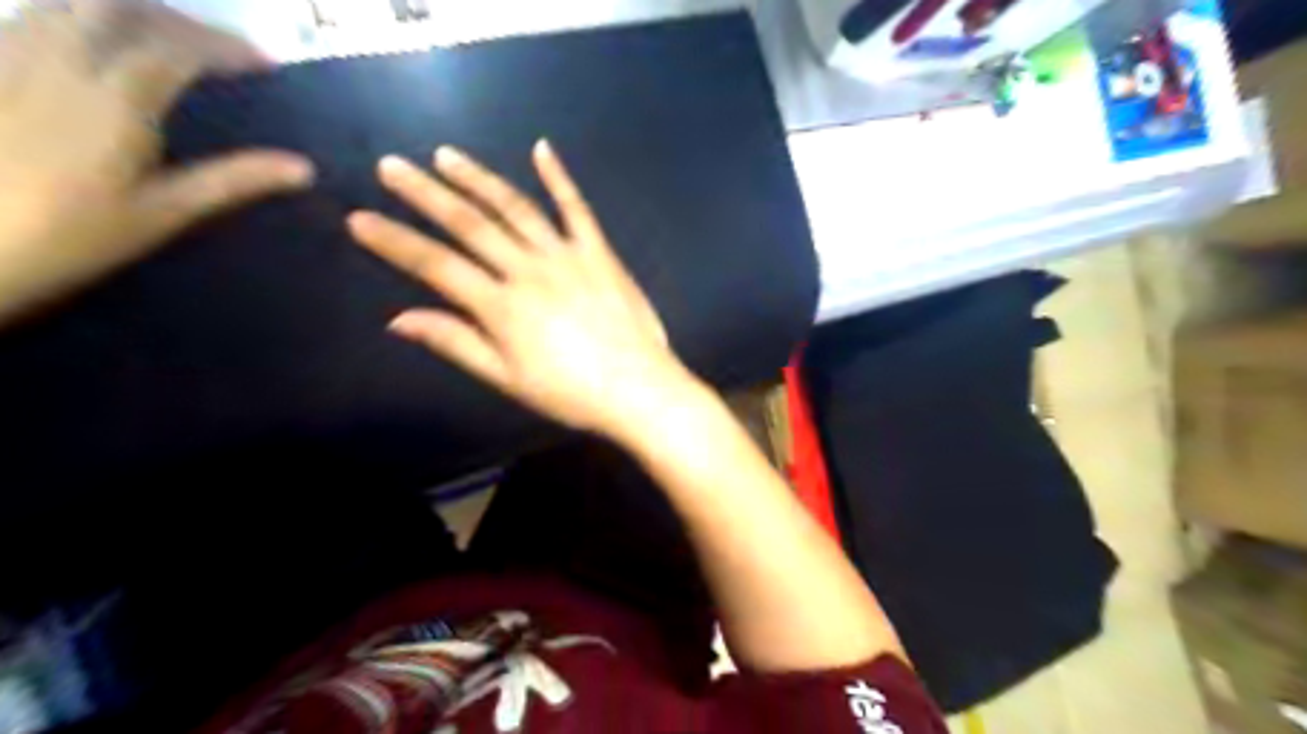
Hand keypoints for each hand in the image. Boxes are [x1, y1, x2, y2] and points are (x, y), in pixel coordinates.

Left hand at [1, 0, 311, 320]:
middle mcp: (60, 59)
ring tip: (164, 40)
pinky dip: (79, 21)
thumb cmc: (73, 235)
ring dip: (127, 12)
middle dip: (178, 19)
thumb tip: (303, 168)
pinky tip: (96, 49)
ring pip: (70, 3)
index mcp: (115, 98)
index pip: (178, 49)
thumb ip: (233, 181)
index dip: (227, 48)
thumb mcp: (166, 213)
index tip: (267, 64)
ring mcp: (12, 57)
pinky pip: (32, 19)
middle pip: (121, 7)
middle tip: (215, 47)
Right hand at [348, 141, 705, 442]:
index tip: (360, 219)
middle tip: (392, 166)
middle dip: (426, 194)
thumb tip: (399, 319)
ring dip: (479, 178)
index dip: (395, 242)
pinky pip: (577, 209)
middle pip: (470, 225)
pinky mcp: (599, 253)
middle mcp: (528, 269)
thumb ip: (456, 343)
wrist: (638, 388)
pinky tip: (542, 149)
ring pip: (515, 208)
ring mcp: (567, 255)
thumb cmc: (570, 392)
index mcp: (501, 305)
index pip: (436, 266)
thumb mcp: (507, 378)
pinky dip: (560, 178)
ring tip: (446, 155)